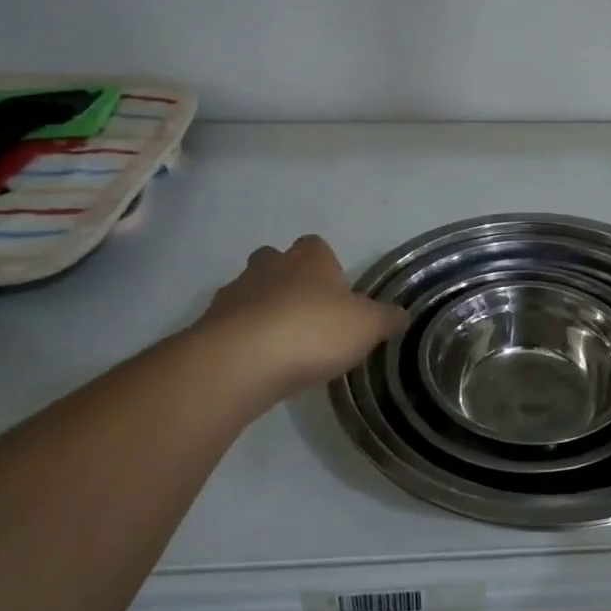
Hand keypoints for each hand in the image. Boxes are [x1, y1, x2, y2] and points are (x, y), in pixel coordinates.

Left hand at [193, 236, 403, 402]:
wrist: (241, 362)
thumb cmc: (312, 331)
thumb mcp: (367, 327)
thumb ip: (386, 319)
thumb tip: (401, 314)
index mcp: (309, 260)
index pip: (316, 246)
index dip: (326, 265)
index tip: (335, 292)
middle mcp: (269, 267)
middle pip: (276, 261)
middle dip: (288, 281)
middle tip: (306, 313)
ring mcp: (234, 294)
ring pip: (249, 292)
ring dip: (261, 310)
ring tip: (280, 345)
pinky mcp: (209, 326)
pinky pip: (230, 326)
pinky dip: (241, 339)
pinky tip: (257, 364)